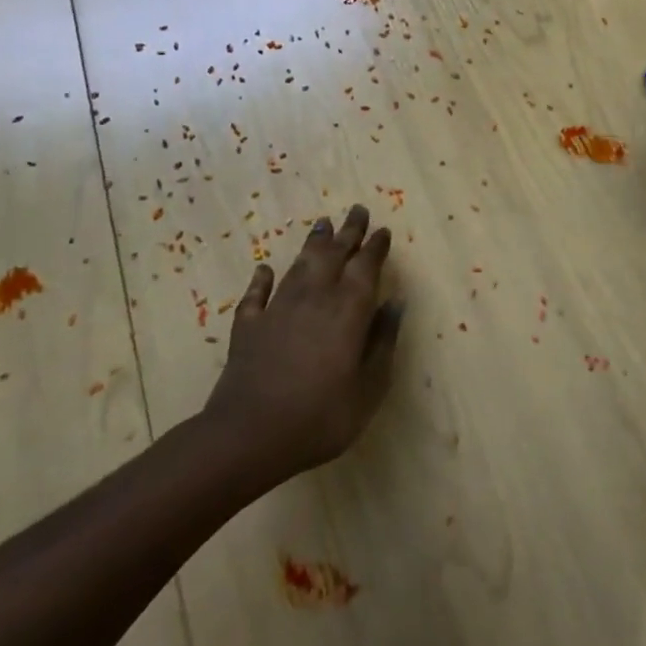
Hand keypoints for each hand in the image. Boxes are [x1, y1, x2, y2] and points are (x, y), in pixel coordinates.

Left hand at [200, 204, 402, 477]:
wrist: (248, 436)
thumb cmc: (321, 416)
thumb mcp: (370, 386)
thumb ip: (383, 341)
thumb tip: (396, 303)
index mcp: (348, 309)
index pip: (366, 266)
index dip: (375, 247)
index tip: (383, 230)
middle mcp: (315, 298)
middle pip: (333, 255)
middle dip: (347, 231)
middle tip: (357, 210)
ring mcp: (278, 310)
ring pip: (298, 267)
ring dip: (312, 244)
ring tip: (321, 224)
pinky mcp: (248, 328)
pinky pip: (256, 295)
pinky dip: (262, 280)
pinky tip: (264, 269)